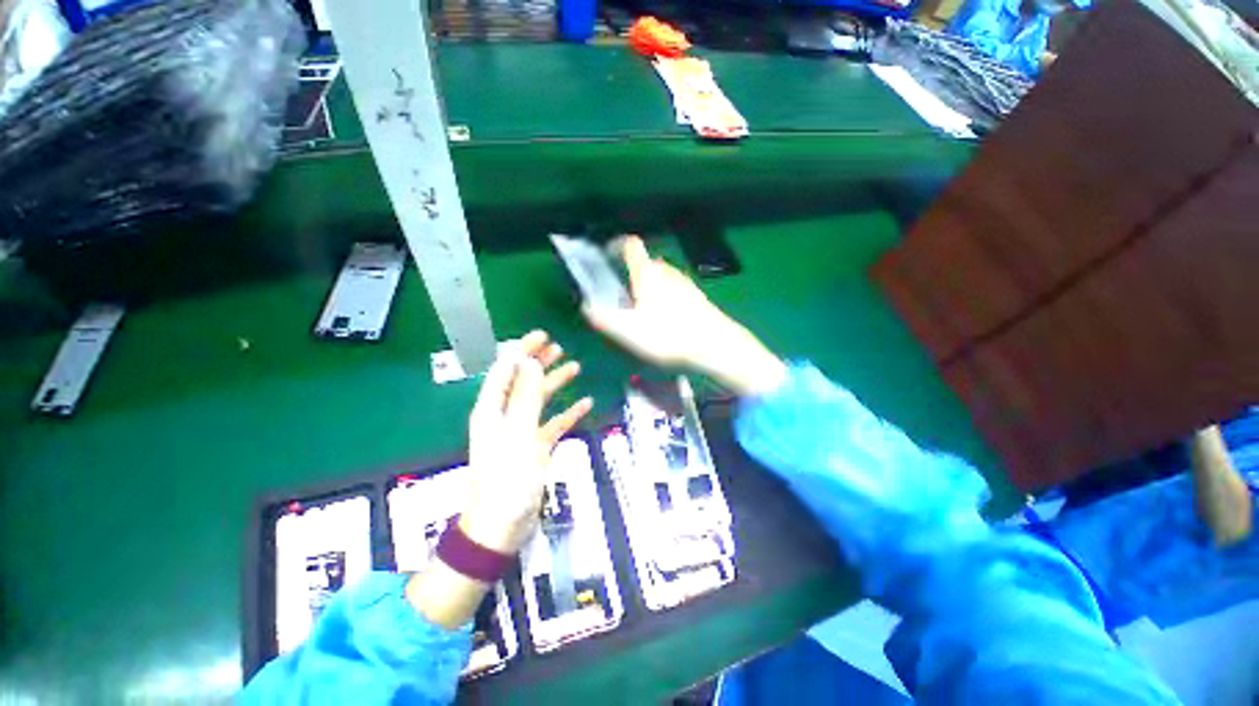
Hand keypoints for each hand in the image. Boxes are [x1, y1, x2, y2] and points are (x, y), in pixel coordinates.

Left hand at [460, 330, 592, 554]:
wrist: (501, 527)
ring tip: (574, 366)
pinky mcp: (535, 448)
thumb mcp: (517, 434)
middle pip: (522, 381)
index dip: (522, 350)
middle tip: (558, 346)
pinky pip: (553, 423)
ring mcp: (521, 433)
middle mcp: (505, 417)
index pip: (505, 370)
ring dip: (554, 383)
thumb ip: (525, 397)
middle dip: (538, 362)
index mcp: (492, 410)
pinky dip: (568, 413)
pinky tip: (585, 404)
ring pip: (539, 400)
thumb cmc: (506, 479)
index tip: (542, 335)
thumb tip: (529, 361)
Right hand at [583, 236, 785, 395]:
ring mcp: (684, 282)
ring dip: (647, 288)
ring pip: (659, 277)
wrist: (715, 345)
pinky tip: (665, 320)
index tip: (606, 257)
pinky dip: (663, 297)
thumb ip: (604, 318)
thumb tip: (587, 306)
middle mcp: (666, 271)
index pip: (630, 245)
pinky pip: (672, 289)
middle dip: (629, 276)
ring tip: (642, 313)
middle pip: (643, 264)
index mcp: (647, 273)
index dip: (615, 245)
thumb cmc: (668, 335)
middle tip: (621, 299)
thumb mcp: (629, 332)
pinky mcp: (696, 295)